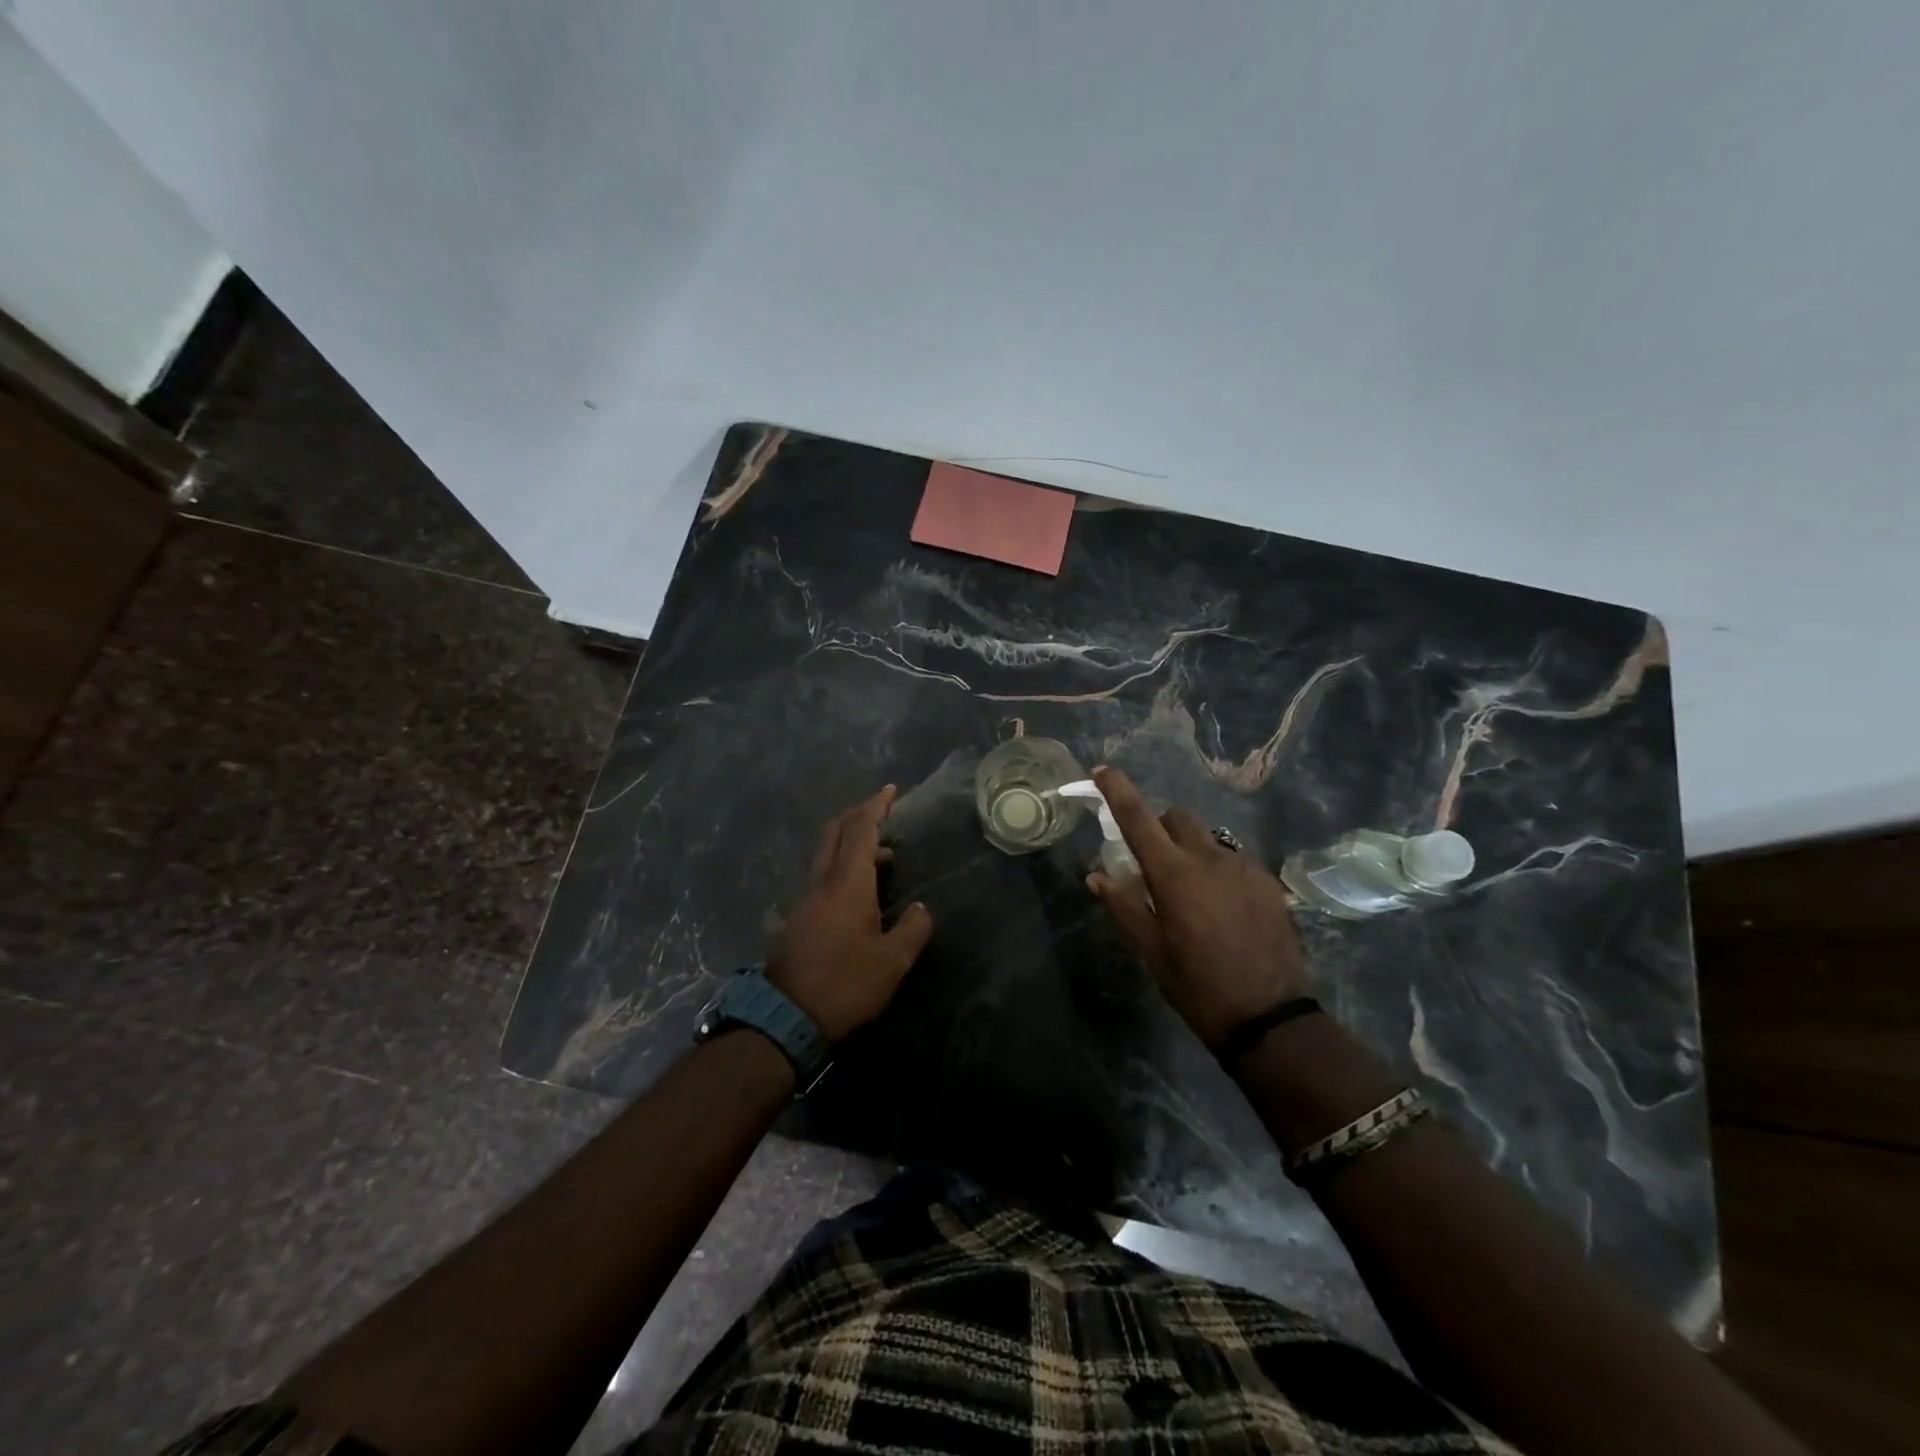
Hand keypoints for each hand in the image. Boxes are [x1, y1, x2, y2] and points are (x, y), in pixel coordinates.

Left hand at [769, 785, 934, 1042]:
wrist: (786, 1017)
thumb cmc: (845, 984)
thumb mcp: (892, 962)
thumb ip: (913, 929)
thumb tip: (922, 910)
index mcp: (847, 883)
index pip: (861, 830)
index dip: (875, 807)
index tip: (889, 790)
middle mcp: (822, 882)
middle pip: (836, 832)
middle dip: (858, 815)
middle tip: (883, 812)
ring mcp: (806, 899)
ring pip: (828, 854)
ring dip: (852, 844)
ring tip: (885, 857)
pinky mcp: (799, 917)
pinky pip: (823, 875)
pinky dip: (844, 866)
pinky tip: (862, 890)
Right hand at [1086, 766, 1310, 1047]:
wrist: (1270, 1017)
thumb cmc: (1197, 986)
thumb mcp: (1151, 951)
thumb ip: (1123, 906)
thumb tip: (1095, 876)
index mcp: (1173, 874)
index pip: (1138, 818)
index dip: (1118, 790)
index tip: (1103, 770)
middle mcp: (1209, 858)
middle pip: (1177, 818)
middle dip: (1159, 827)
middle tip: (1152, 860)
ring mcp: (1244, 867)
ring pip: (1207, 838)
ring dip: (1190, 849)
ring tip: (1191, 890)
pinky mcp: (1268, 881)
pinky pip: (1234, 859)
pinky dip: (1218, 868)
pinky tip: (1223, 905)